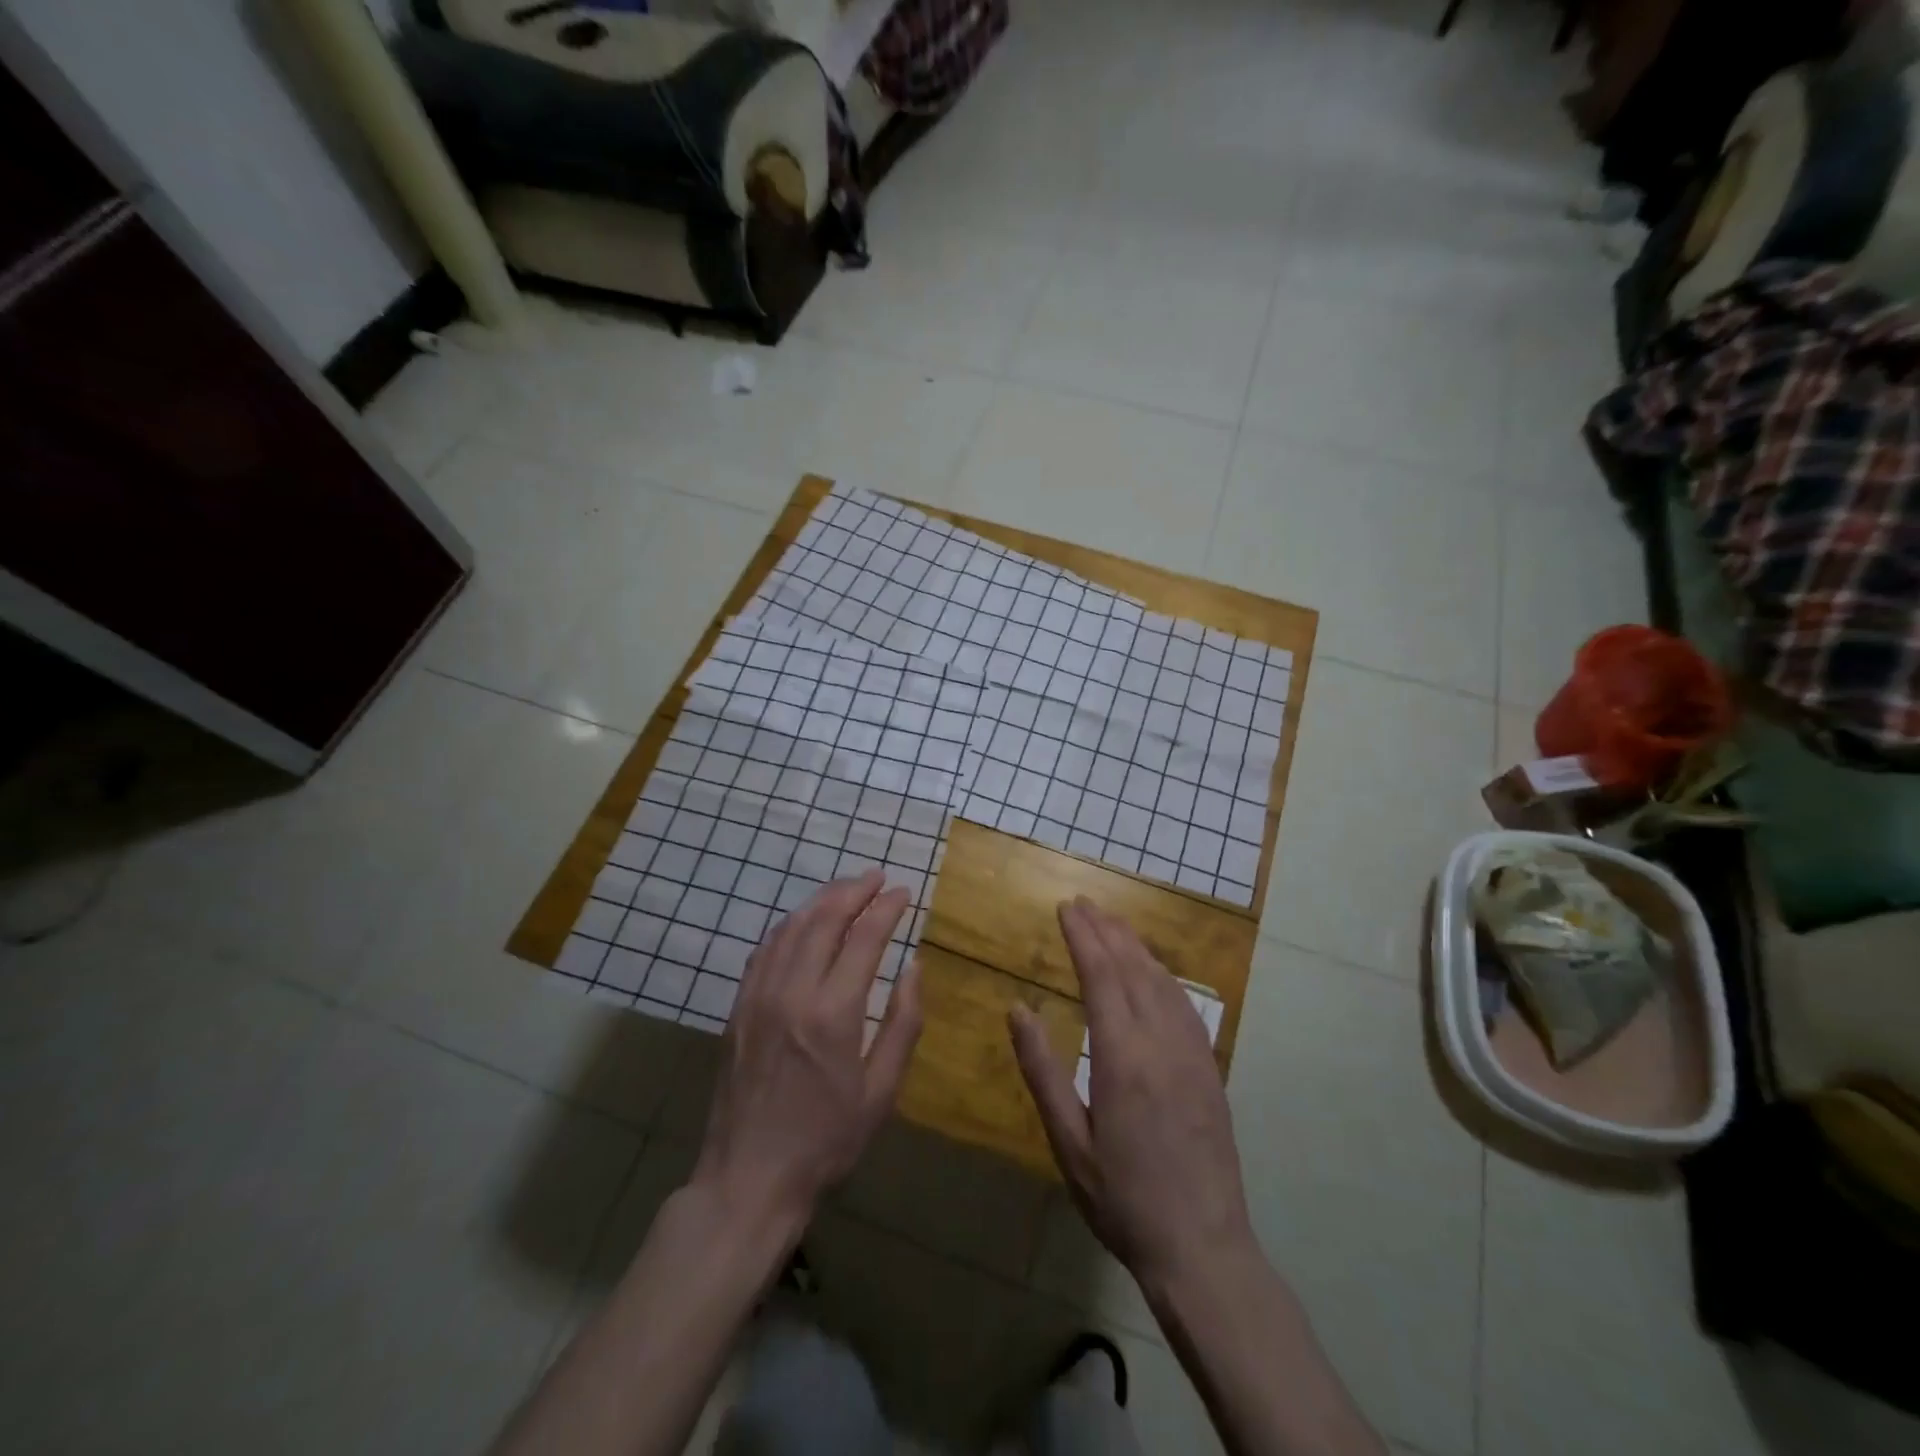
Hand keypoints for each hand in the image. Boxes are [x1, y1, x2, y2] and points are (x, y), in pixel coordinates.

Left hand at [692, 870, 922, 1234]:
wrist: (748, 1178)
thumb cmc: (826, 1140)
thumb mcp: (881, 1092)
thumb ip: (903, 1023)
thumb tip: (914, 967)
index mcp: (833, 1013)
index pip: (864, 938)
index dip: (886, 908)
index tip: (903, 891)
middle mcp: (792, 992)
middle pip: (824, 919)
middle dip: (853, 890)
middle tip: (876, 877)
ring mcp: (758, 996)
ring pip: (790, 927)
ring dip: (821, 900)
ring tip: (846, 889)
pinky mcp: (738, 1007)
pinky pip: (765, 949)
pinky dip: (789, 925)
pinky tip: (803, 923)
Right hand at [1009, 898, 1256, 1297]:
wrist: (1203, 1248)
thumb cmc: (1122, 1199)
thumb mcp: (1069, 1142)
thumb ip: (1042, 1071)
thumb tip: (1017, 1009)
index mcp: (1122, 1058)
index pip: (1101, 977)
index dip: (1083, 938)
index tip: (1066, 908)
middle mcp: (1161, 1043)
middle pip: (1132, 969)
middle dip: (1106, 931)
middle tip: (1084, 903)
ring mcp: (1192, 1053)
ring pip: (1162, 982)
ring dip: (1135, 946)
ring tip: (1112, 923)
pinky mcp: (1210, 1068)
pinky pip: (1185, 1004)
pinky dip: (1162, 975)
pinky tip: (1153, 970)